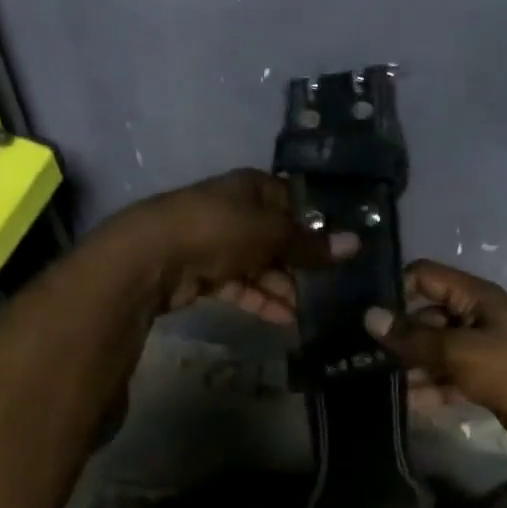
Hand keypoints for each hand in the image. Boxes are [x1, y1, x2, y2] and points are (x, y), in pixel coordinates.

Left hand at [95, 169, 356, 323]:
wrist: (150, 258)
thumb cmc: (217, 230)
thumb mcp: (270, 233)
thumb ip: (310, 244)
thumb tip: (356, 243)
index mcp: (250, 187)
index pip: (291, 200)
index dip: (314, 222)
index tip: (339, 248)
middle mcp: (234, 211)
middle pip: (275, 236)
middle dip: (299, 262)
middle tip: (327, 286)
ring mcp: (216, 243)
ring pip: (258, 265)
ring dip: (281, 287)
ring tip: (306, 311)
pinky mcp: (203, 274)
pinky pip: (240, 286)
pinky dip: (259, 300)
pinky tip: (283, 320)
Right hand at [364, 262, 506, 455]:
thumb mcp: (459, 350)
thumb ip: (413, 337)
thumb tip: (370, 317)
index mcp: (473, 297)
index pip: (423, 277)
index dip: (394, 288)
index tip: (361, 310)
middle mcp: (474, 318)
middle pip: (425, 317)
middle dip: (396, 334)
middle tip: (356, 353)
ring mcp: (479, 351)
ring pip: (434, 352)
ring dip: (409, 366)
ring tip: (370, 381)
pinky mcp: (483, 381)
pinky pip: (447, 380)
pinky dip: (428, 390)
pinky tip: (402, 403)